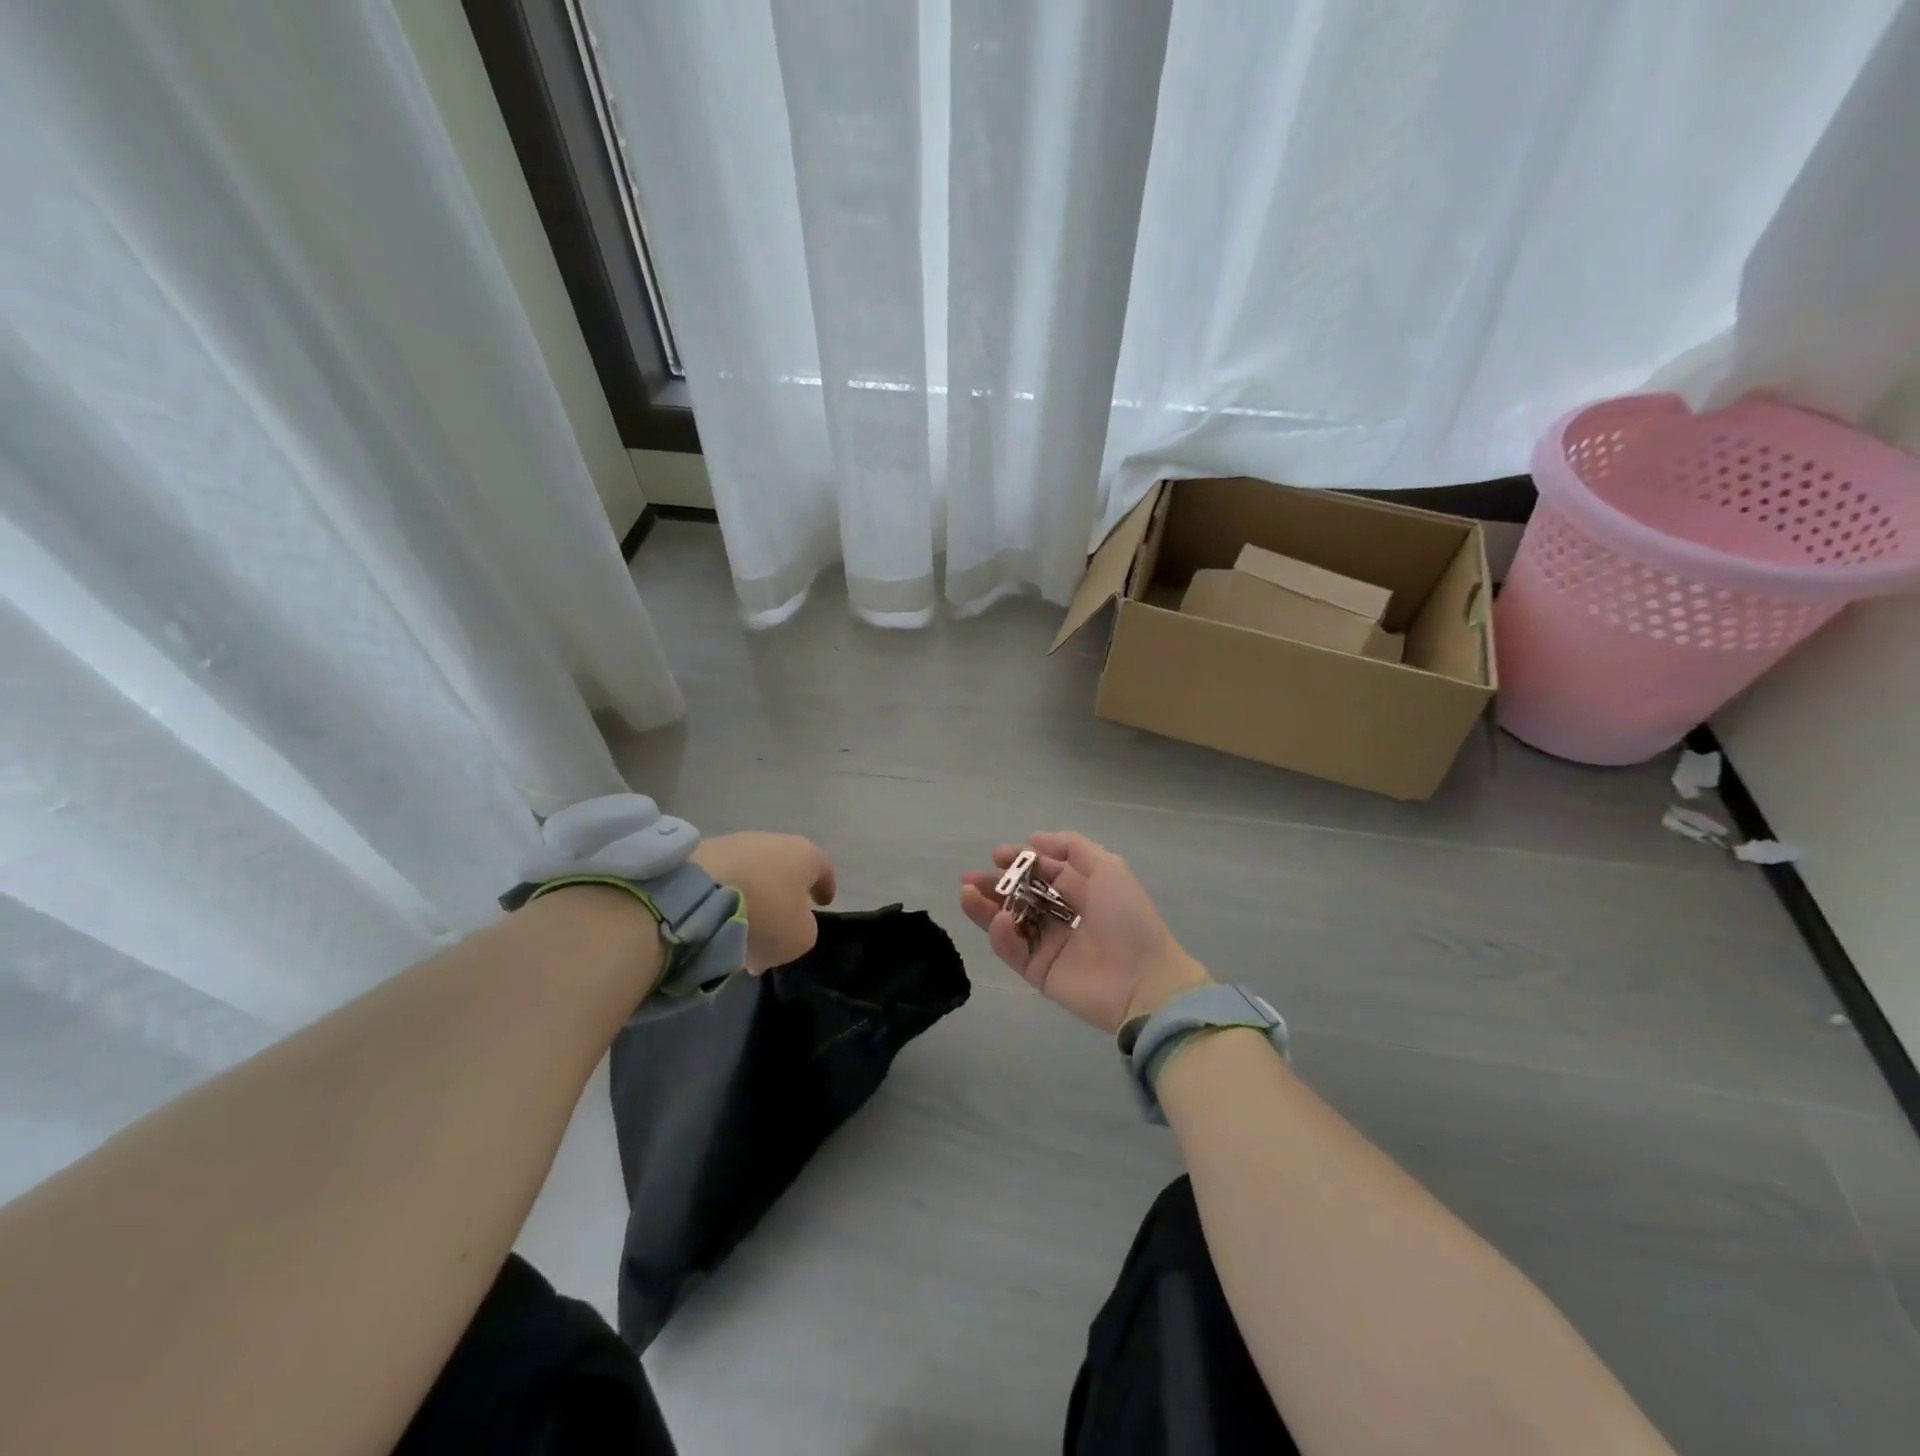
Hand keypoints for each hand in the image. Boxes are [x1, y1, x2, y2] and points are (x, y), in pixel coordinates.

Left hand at [693, 832, 835, 972]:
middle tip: (778, 926)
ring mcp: (735, 842)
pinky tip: (717, 923)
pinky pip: (724, 878)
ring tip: (742, 932)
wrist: (697, 897)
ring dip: (753, 898)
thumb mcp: (800, 937)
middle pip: (785, 869)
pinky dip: (726, 897)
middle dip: (783, 896)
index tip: (823, 903)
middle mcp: (773, 840)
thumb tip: (791, 923)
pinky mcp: (701, 853)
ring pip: (753, 874)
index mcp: (805, 855)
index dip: (825, 887)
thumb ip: (805, 929)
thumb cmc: (764, 915)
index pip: (824, 868)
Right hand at [960, 831, 1211, 1033]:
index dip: (1019, 861)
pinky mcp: (1039, 973)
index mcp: (1082, 891)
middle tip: (969, 878)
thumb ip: (1072, 848)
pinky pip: (1014, 951)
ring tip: (966, 893)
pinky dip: (1002, 935)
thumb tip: (1034, 839)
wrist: (1143, 981)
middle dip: (995, 884)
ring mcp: (1050, 946)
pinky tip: (999, 920)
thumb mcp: (1108, 868)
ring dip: (986, 907)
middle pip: (1021, 897)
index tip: (996, 855)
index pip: (1043, 872)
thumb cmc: (1127, 918)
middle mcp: (1063, 916)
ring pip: (1010, 922)